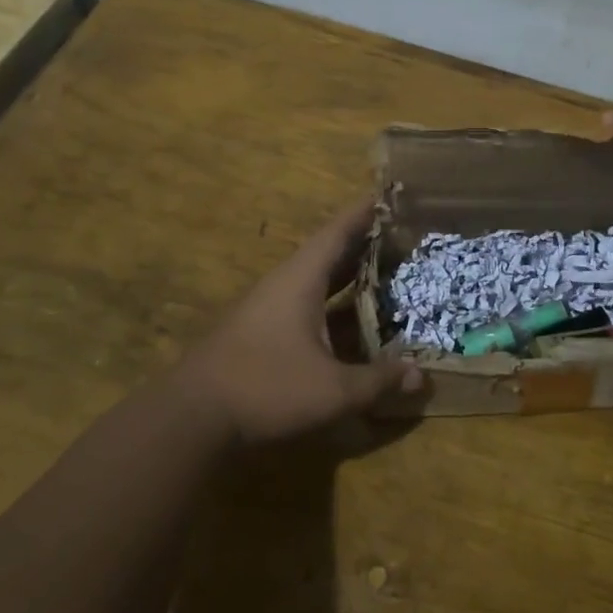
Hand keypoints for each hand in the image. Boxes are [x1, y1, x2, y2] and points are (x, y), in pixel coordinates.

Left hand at [172, 201, 420, 444]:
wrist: (191, 419)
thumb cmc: (266, 388)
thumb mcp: (333, 390)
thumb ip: (379, 381)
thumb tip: (422, 377)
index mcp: (301, 280)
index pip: (338, 232)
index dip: (364, 212)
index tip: (389, 192)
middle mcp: (284, 285)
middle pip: (329, 254)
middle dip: (364, 243)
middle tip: (401, 234)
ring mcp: (268, 309)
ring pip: (317, 282)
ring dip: (348, 277)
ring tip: (385, 272)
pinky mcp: (260, 334)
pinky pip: (307, 306)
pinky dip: (334, 306)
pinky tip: (352, 323)